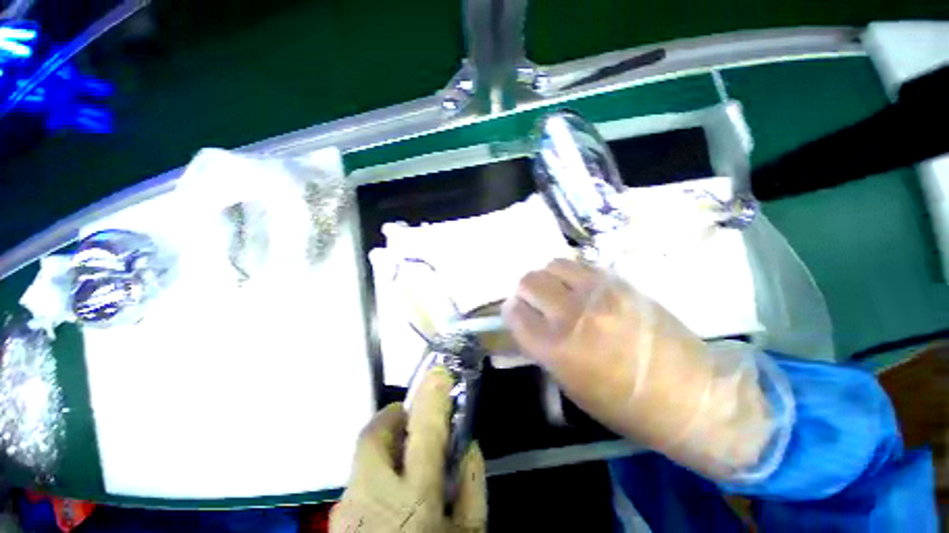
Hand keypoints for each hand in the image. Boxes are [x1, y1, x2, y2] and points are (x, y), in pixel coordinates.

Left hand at [331, 368, 486, 532]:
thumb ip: (472, 488)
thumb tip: (469, 447)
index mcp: (414, 500)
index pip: (424, 433)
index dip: (432, 397)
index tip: (439, 372)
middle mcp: (372, 498)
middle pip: (374, 437)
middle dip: (393, 415)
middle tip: (412, 416)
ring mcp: (347, 508)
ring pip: (362, 454)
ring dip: (384, 440)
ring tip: (404, 452)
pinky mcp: (338, 518)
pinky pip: (357, 476)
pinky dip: (376, 466)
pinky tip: (390, 485)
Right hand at [502, 259, 774, 479]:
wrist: (689, 395)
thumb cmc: (623, 403)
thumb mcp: (569, 384)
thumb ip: (541, 346)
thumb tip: (526, 319)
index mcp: (555, 347)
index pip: (513, 311)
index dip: (512, 311)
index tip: (517, 313)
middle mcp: (571, 313)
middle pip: (528, 281)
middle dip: (525, 291)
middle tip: (535, 302)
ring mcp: (599, 292)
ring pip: (553, 264)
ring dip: (548, 277)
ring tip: (558, 291)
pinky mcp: (621, 282)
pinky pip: (582, 264)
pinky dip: (572, 274)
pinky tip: (580, 288)